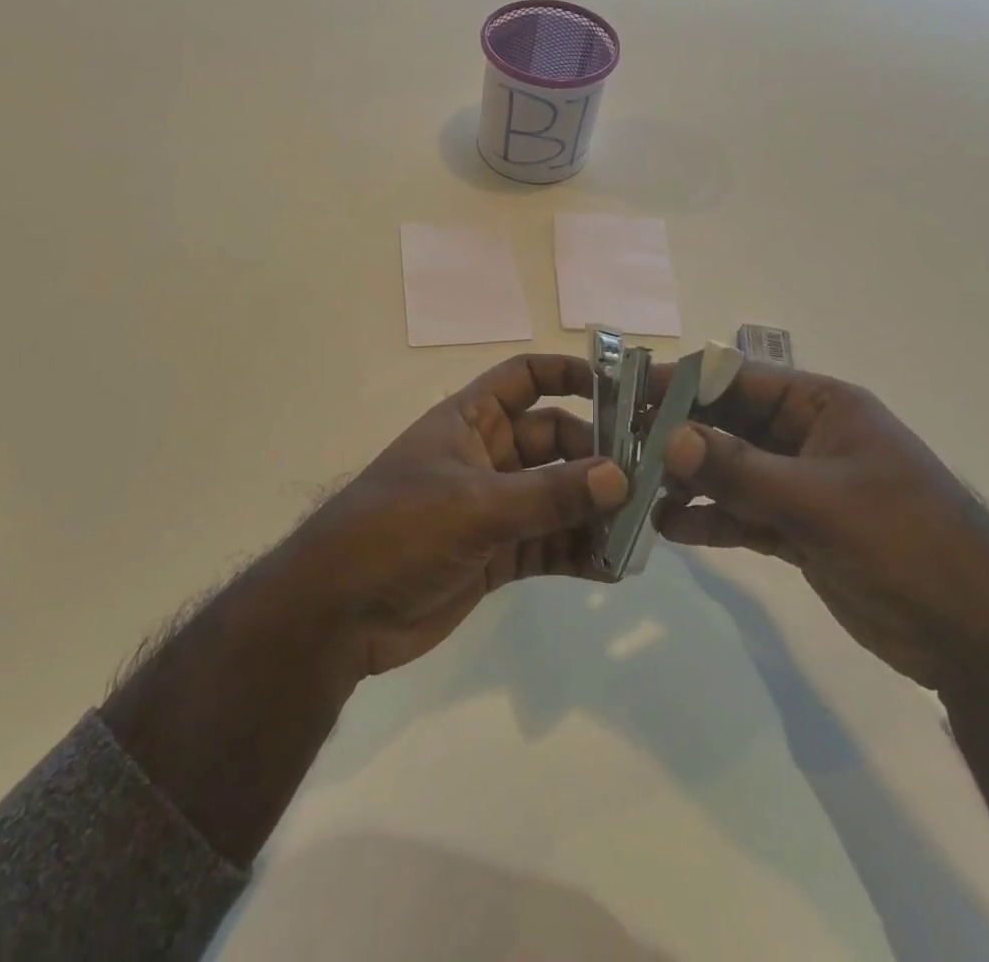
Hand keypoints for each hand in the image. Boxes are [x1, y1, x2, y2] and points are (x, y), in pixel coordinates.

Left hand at [103, 353, 626, 867]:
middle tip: (651, 478)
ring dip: (595, 509)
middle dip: (598, 456)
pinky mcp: (497, 554)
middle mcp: (486, 455)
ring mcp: (493, 507)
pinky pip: (549, 543)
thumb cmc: (398, 530)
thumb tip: (622, 476)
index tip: (622, 390)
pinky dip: (578, 551)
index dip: (570, 374)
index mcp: (470, 420)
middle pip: (554, 440)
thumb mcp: (476, 505)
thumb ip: (549, 494)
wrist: (338, 614)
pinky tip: (615, 565)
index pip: (525, 378)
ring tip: (644, 527)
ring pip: (557, 496)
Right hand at [653, 363, 988, 694]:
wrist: (980, 641)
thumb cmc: (906, 544)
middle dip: (676, 436)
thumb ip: (740, 468)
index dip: (682, 384)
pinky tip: (669, 528)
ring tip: (636, 493)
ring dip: (687, 480)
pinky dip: (709, 518)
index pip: (737, 379)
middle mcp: (807, 437)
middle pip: (727, 424)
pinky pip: (741, 514)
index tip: (628, 395)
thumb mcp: (819, 500)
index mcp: (822, 406)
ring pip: (729, 471)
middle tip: (619, 450)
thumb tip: (668, 436)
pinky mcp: (798, 530)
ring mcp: (802, 485)